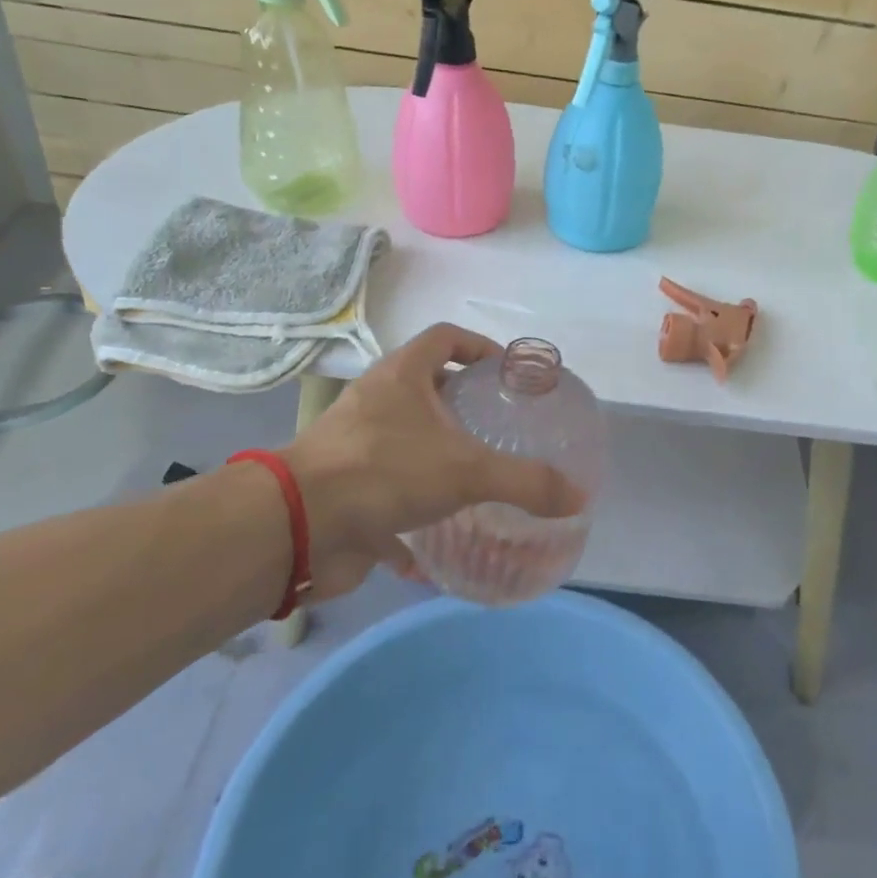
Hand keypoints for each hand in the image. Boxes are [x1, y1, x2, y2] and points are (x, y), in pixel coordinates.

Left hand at [282, 324, 586, 599]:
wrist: (299, 525)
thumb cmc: (385, 471)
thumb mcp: (467, 471)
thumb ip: (525, 481)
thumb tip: (577, 496)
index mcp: (402, 376)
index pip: (445, 337)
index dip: (479, 347)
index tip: (506, 372)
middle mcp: (376, 401)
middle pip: (424, 386)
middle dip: (461, 404)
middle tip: (497, 427)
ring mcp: (355, 444)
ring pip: (404, 439)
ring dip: (436, 454)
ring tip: (475, 475)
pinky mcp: (344, 487)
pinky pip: (386, 492)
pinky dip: (411, 513)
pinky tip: (437, 540)